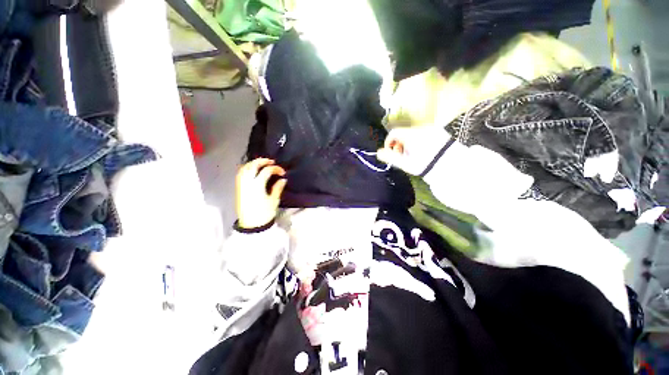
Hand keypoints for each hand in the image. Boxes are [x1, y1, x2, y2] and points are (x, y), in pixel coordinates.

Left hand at [235, 158, 286, 228]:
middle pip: (253, 166)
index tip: (282, 173)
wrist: (251, 225)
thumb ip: (278, 188)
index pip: (266, 171)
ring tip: (262, 164)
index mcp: (257, 185)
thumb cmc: (264, 213)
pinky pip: (240, 174)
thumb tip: (283, 179)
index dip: (276, 169)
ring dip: (253, 163)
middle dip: (262, 161)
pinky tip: (252, 170)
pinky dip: (246, 168)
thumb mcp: (274, 201)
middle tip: (271, 161)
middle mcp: (247, 182)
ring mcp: (241, 185)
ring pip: (244, 168)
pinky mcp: (238, 188)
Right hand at [376, 126, 451, 175]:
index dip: (388, 142)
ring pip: (412, 133)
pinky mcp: (438, 131)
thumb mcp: (405, 163)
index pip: (393, 133)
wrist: (450, 165)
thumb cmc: (425, 164)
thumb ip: (390, 157)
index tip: (390, 152)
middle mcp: (420, 128)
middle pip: (403, 133)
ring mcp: (430, 128)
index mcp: (410, 135)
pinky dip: (418, 141)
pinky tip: (423, 151)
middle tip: (402, 156)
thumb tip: (378, 152)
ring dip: (408, 143)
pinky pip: (423, 134)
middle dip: (399, 144)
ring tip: (413, 155)